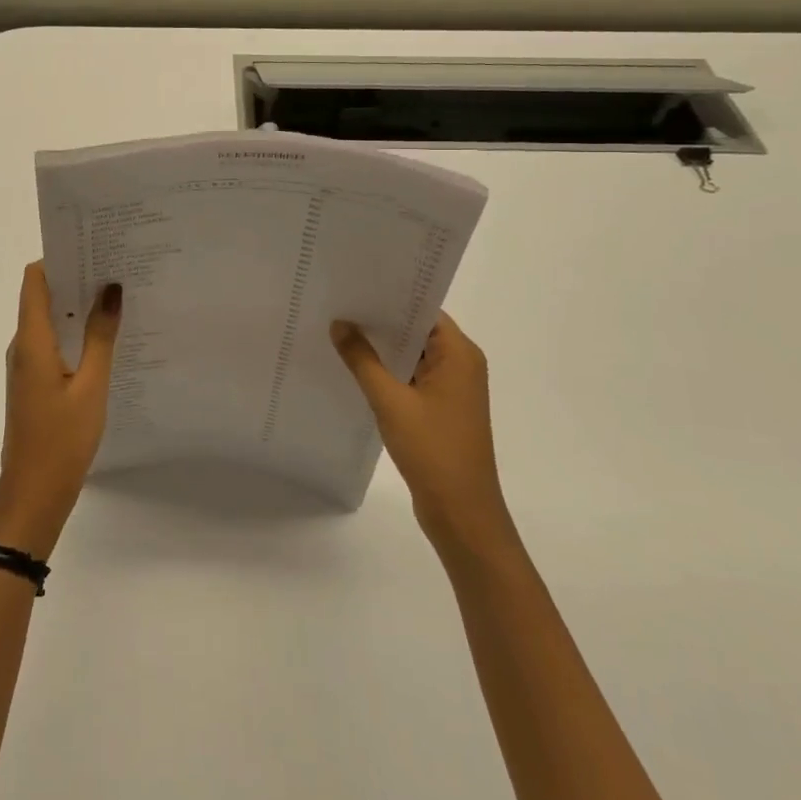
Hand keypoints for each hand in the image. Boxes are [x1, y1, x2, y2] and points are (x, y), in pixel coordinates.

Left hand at [0, 262, 121, 559]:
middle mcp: (23, 345)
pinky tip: (105, 337)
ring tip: (117, 296)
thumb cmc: (62, 440)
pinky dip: (75, 332)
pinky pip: (53, 342)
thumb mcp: (92, 386)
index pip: (34, 279)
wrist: (33, 495)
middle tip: (116, 266)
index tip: (92, 247)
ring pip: (50, 320)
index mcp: (31, 340)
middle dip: (75, 278)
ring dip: (78, 306)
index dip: (58, 258)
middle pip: (42, 295)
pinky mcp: (34, 382)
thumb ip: (102, 336)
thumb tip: (111, 288)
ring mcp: (26, 365)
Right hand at [330, 313, 514, 554]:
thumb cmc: (433, 450)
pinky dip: (387, 371)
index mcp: (459, 354)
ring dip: (381, 347)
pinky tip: (354, 367)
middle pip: (417, 329)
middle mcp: (460, 365)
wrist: (462, 514)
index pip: (423, 309)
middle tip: (338, 303)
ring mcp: (451, 389)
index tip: (355, 285)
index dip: (391, 296)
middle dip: (380, 320)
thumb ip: (362, 359)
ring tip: (338, 329)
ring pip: (411, 355)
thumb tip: (339, 323)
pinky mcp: (440, 409)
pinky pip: (410, 377)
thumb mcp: (390, 401)